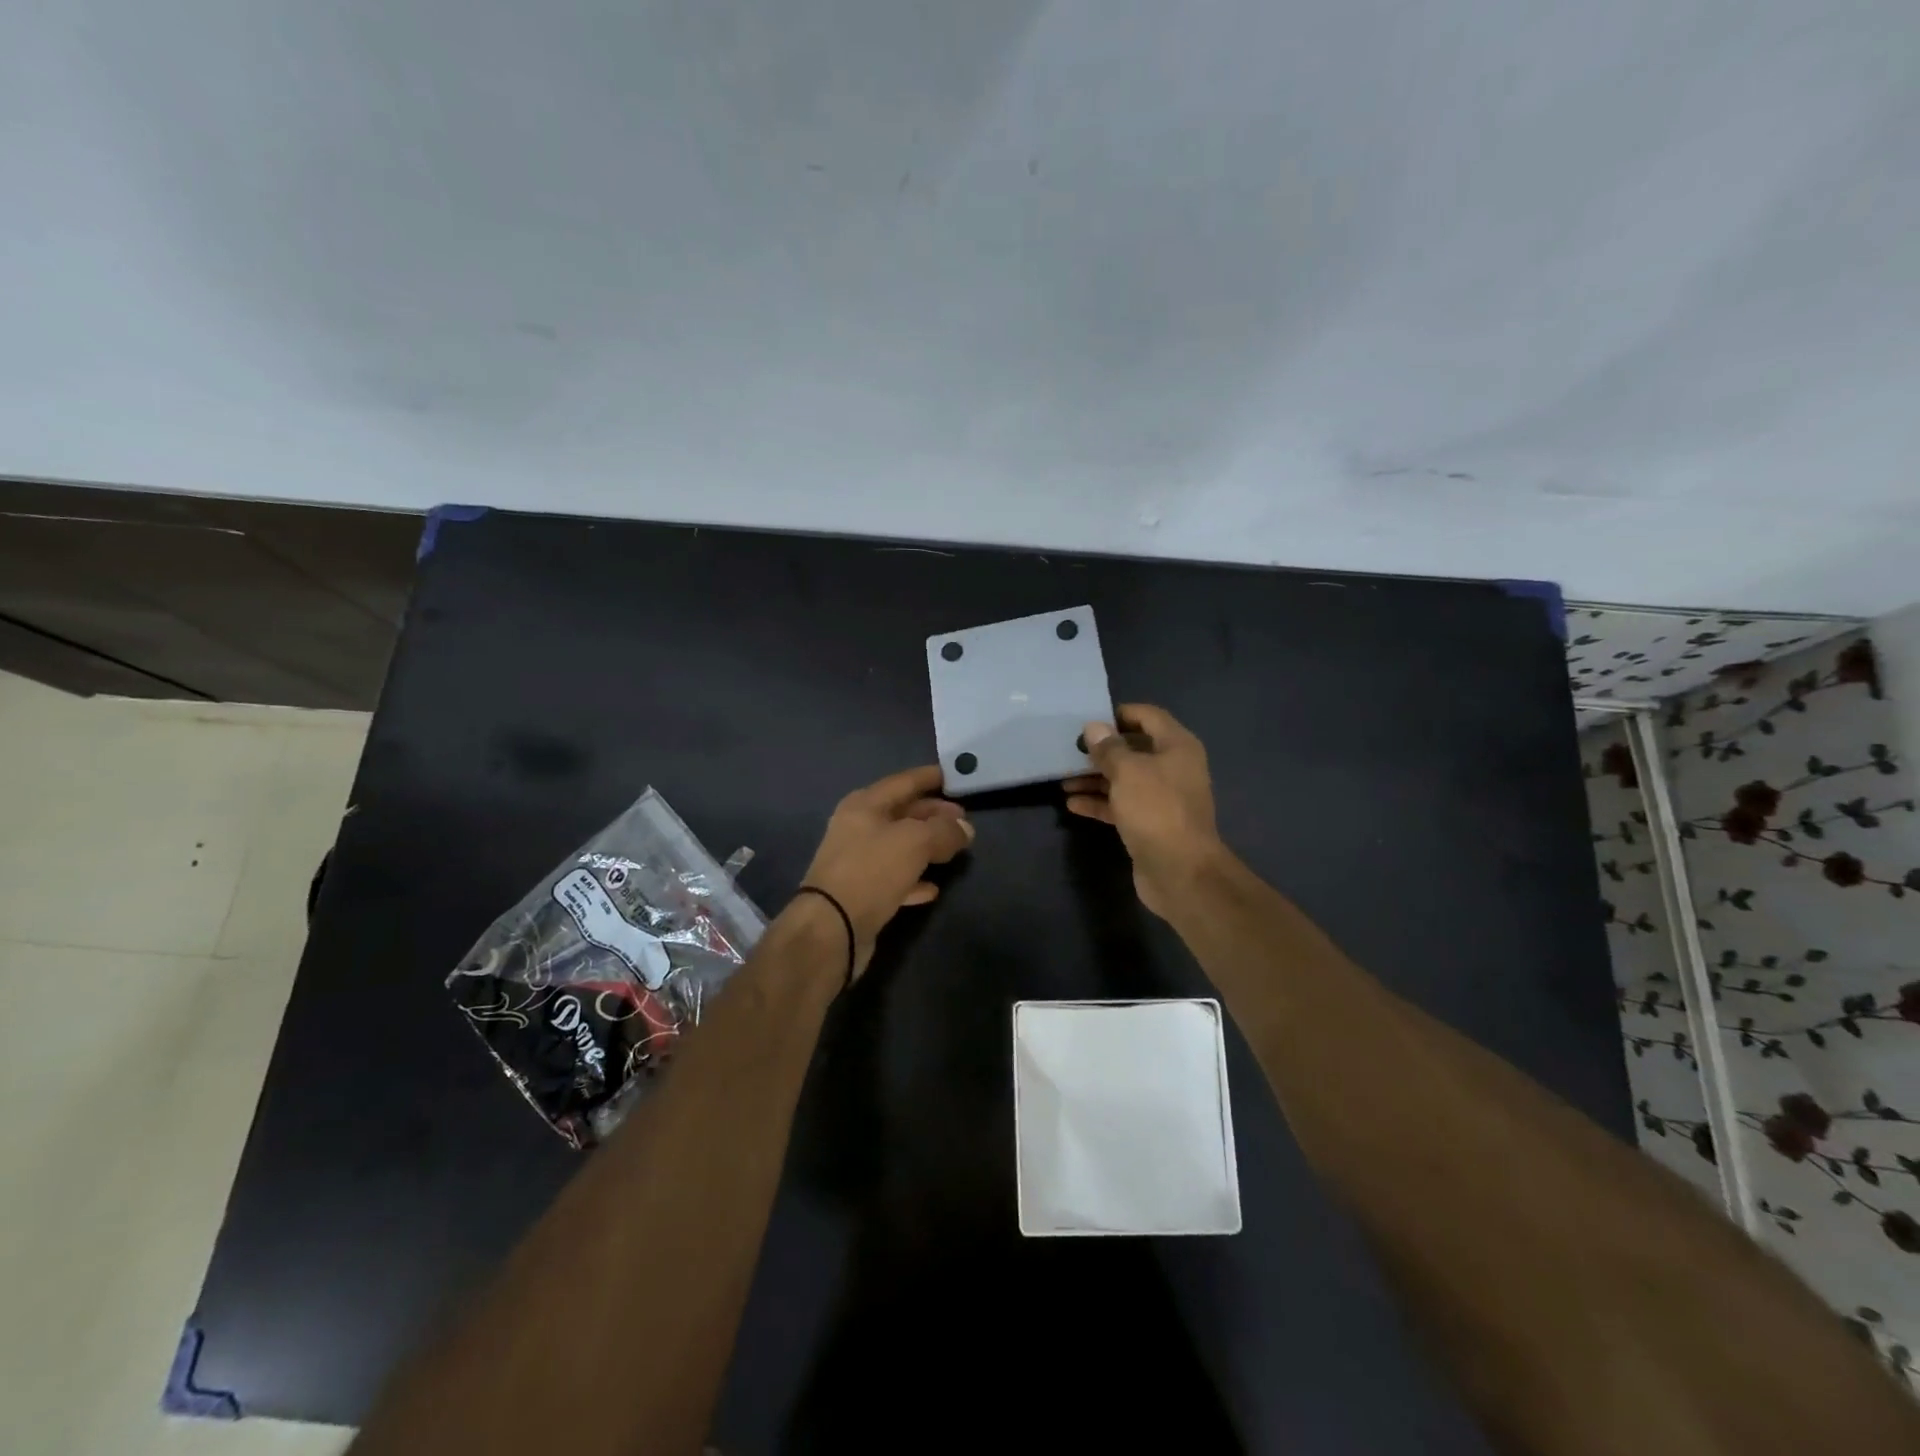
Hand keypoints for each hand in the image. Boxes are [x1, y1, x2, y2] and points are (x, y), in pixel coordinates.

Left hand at [797, 766, 974, 980]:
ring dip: (927, 846)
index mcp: (864, 805)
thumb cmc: (871, 871)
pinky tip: (934, 887)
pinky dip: (915, 879)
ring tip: (956, 849)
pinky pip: (895, 878)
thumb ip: (944, 831)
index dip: (929, 777)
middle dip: (933, 814)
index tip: (954, 776)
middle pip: (902, 814)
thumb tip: (966, 829)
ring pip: (900, 846)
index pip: (903, 782)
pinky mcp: (862, 893)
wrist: (832, 928)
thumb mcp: (914, 842)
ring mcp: (858, 862)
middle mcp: (857, 828)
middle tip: (964, 819)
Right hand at [1063, 704, 1224, 918]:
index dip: (1119, 715)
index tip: (1089, 720)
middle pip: (1134, 749)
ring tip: (1063, 780)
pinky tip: (1072, 804)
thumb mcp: (1127, 772)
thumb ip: (1108, 748)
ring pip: (1125, 779)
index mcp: (1177, 747)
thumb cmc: (1156, 809)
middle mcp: (1173, 768)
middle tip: (1070, 751)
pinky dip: (1100, 802)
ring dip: (1095, 778)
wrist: (1180, 871)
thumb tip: (1094, 727)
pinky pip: (1122, 805)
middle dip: (1102, 751)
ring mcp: (1162, 798)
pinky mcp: (1150, 823)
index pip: (1148, 717)